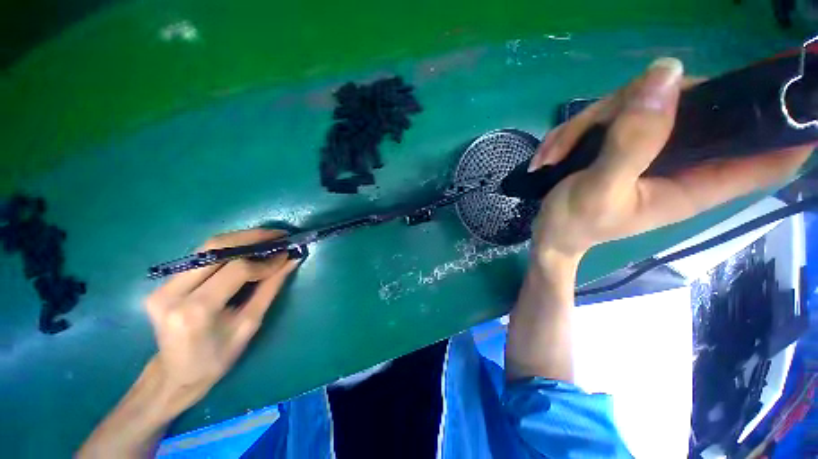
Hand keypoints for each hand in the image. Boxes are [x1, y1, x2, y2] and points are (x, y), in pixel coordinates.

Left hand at [144, 228, 298, 408]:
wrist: (176, 375)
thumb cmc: (218, 357)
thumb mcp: (250, 324)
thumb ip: (270, 288)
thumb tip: (291, 260)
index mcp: (195, 311)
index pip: (236, 270)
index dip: (265, 260)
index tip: (287, 254)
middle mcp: (172, 293)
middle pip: (215, 249)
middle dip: (252, 237)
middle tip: (279, 235)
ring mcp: (162, 286)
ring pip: (206, 248)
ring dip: (240, 239)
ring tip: (267, 238)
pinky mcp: (162, 283)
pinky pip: (200, 257)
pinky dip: (227, 249)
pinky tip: (246, 249)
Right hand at [528, 57, 811, 261]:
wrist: (550, 232)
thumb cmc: (574, 222)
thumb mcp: (599, 189)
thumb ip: (633, 141)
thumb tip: (666, 73)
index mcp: (697, 182)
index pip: (771, 154)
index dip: (792, 125)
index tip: (791, 86)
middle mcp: (684, 158)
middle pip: (695, 101)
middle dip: (643, 101)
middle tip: (596, 124)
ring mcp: (652, 147)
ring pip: (644, 101)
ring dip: (592, 121)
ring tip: (557, 153)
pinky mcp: (625, 142)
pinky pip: (612, 114)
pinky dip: (578, 129)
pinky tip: (555, 152)